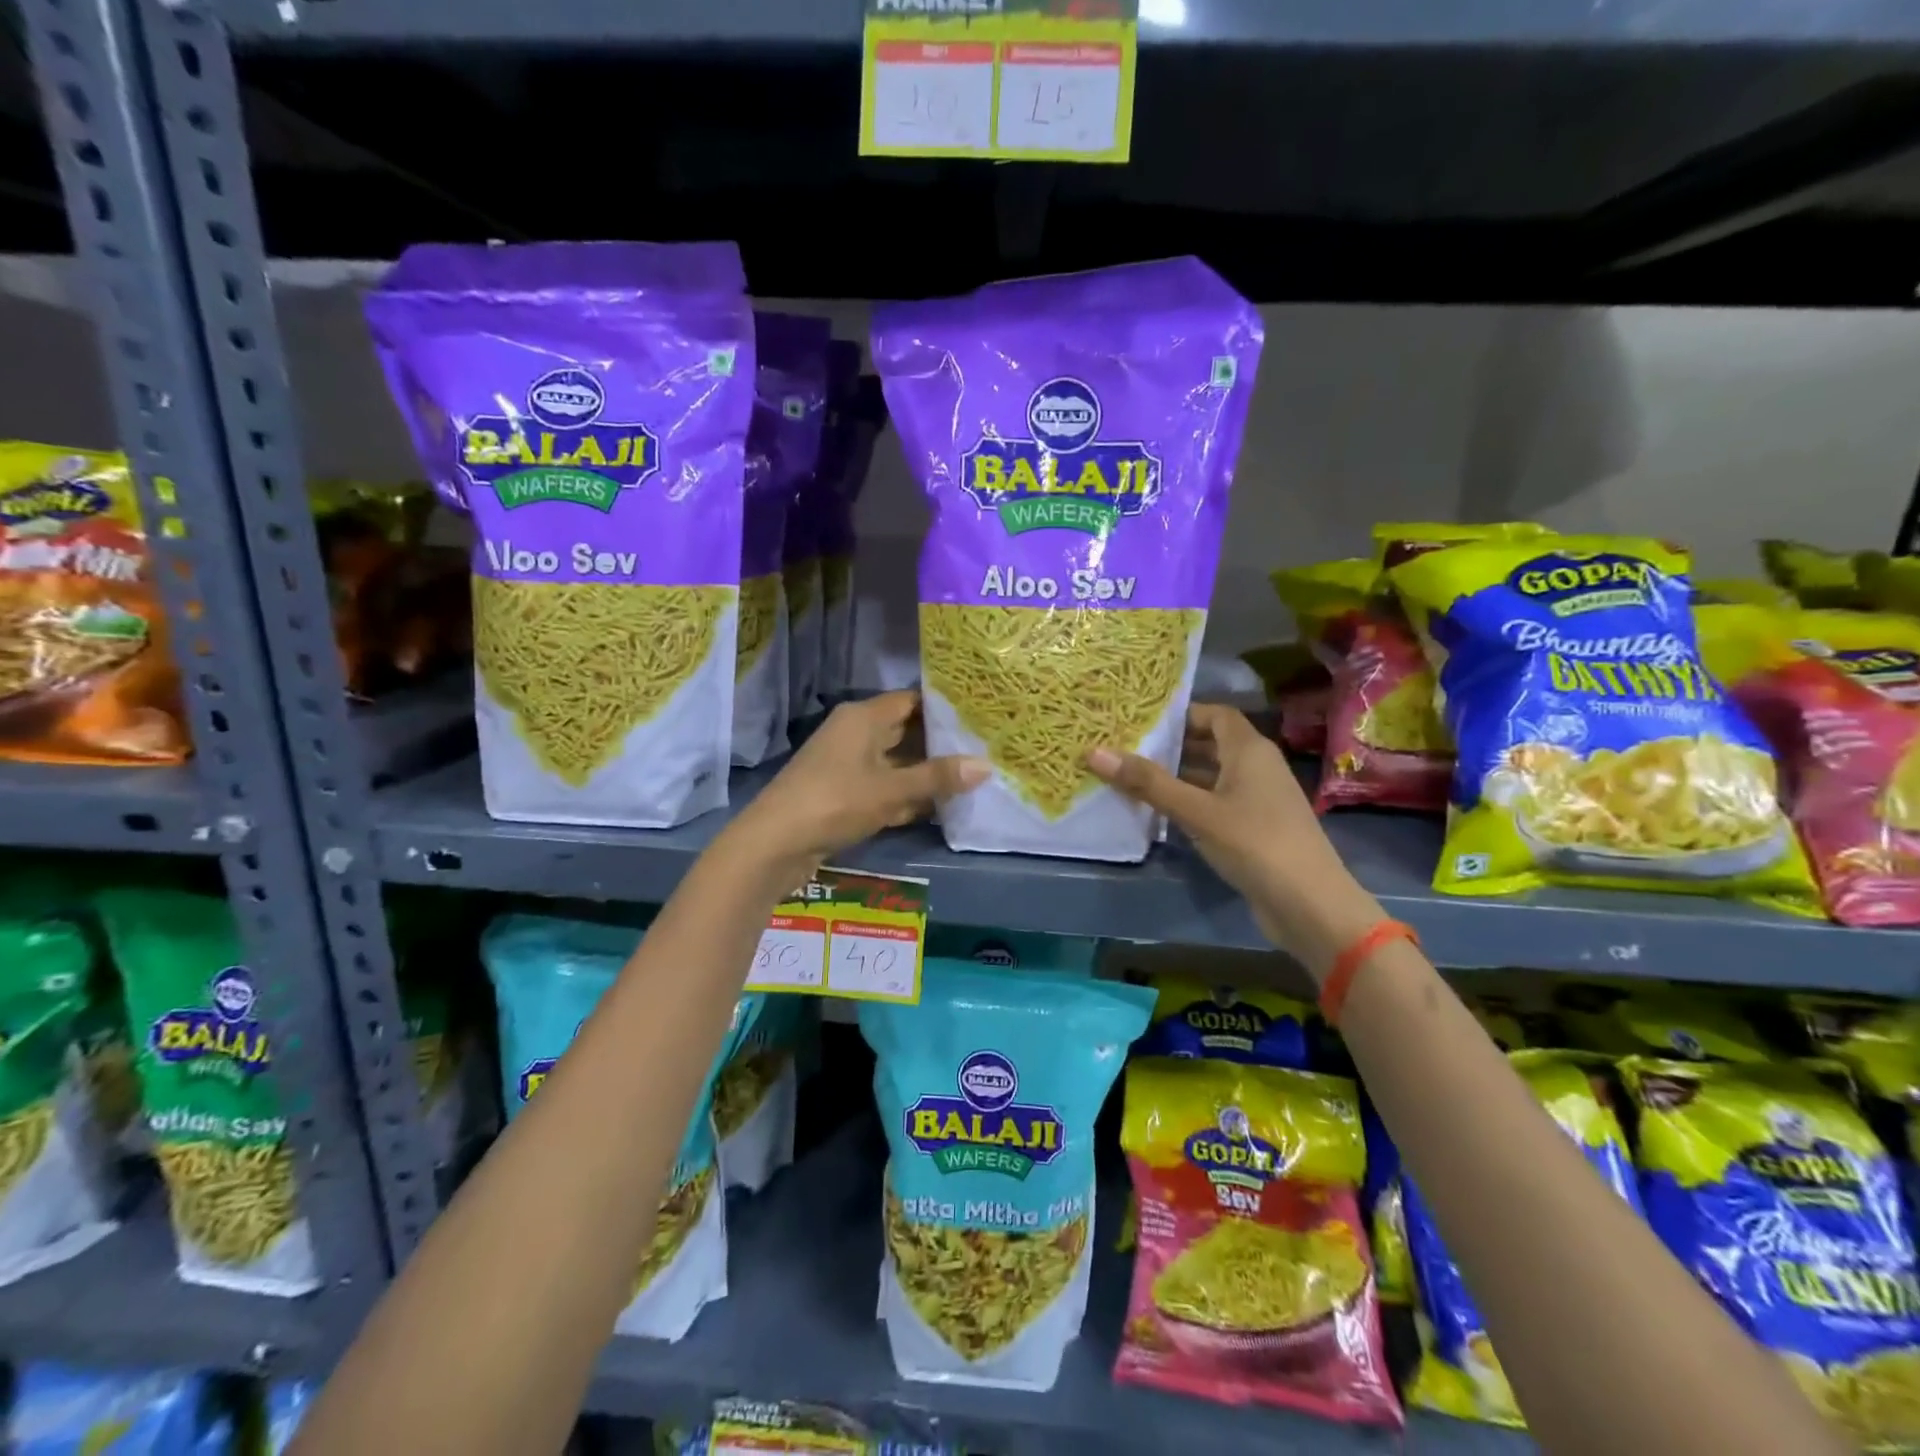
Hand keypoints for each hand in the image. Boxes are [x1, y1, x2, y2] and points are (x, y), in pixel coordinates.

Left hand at [724, 691, 987, 879]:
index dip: (944, 708)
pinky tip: (936, 808)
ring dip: (925, 774)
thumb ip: (938, 778)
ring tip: (970, 779)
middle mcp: (854, 733)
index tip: (979, 717)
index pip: (911, 701)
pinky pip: (883, 787)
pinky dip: (906, 795)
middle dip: (940, 744)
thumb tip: (987, 765)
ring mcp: (847, 765)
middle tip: (984, 750)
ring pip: (895, 762)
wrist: (775, 844)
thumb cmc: (835, 802)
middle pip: (905, 731)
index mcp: (863, 718)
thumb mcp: (892, 790)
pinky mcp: (843, 794)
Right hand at [1087, 703, 1381, 977]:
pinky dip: (1191, 802)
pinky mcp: (1256, 829)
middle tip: (1127, 748)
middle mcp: (1258, 767)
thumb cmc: (1255, 843)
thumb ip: (1148, 783)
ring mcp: (1259, 800)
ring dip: (1178, 777)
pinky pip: (1217, 803)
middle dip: (1172, 746)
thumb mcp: (1196, 811)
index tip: (1141, 721)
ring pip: (1213, 776)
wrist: (1310, 905)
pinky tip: (1160, 813)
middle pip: (1212, 744)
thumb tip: (1094, 752)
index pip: (1215, 714)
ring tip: (1133, 778)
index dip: (1181, 714)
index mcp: (1250, 750)